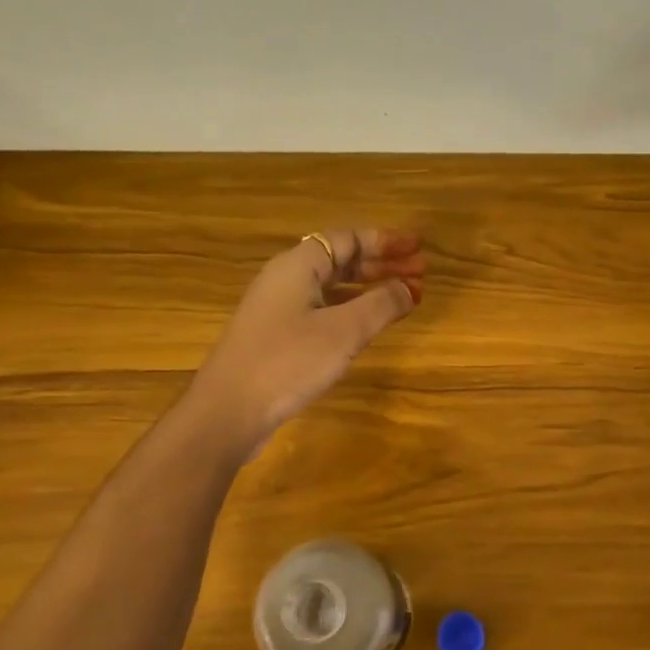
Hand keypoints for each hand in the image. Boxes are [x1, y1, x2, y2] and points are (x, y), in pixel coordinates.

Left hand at [189, 227, 424, 454]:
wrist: (228, 410)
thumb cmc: (288, 361)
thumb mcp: (344, 331)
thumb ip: (381, 305)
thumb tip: (409, 288)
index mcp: (298, 265)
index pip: (348, 238)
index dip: (386, 241)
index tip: (418, 247)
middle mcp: (286, 279)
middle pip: (341, 260)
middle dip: (382, 264)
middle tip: (421, 273)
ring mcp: (279, 309)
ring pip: (333, 287)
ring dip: (369, 288)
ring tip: (404, 297)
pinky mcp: (277, 336)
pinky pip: (323, 309)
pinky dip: (352, 310)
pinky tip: (369, 325)